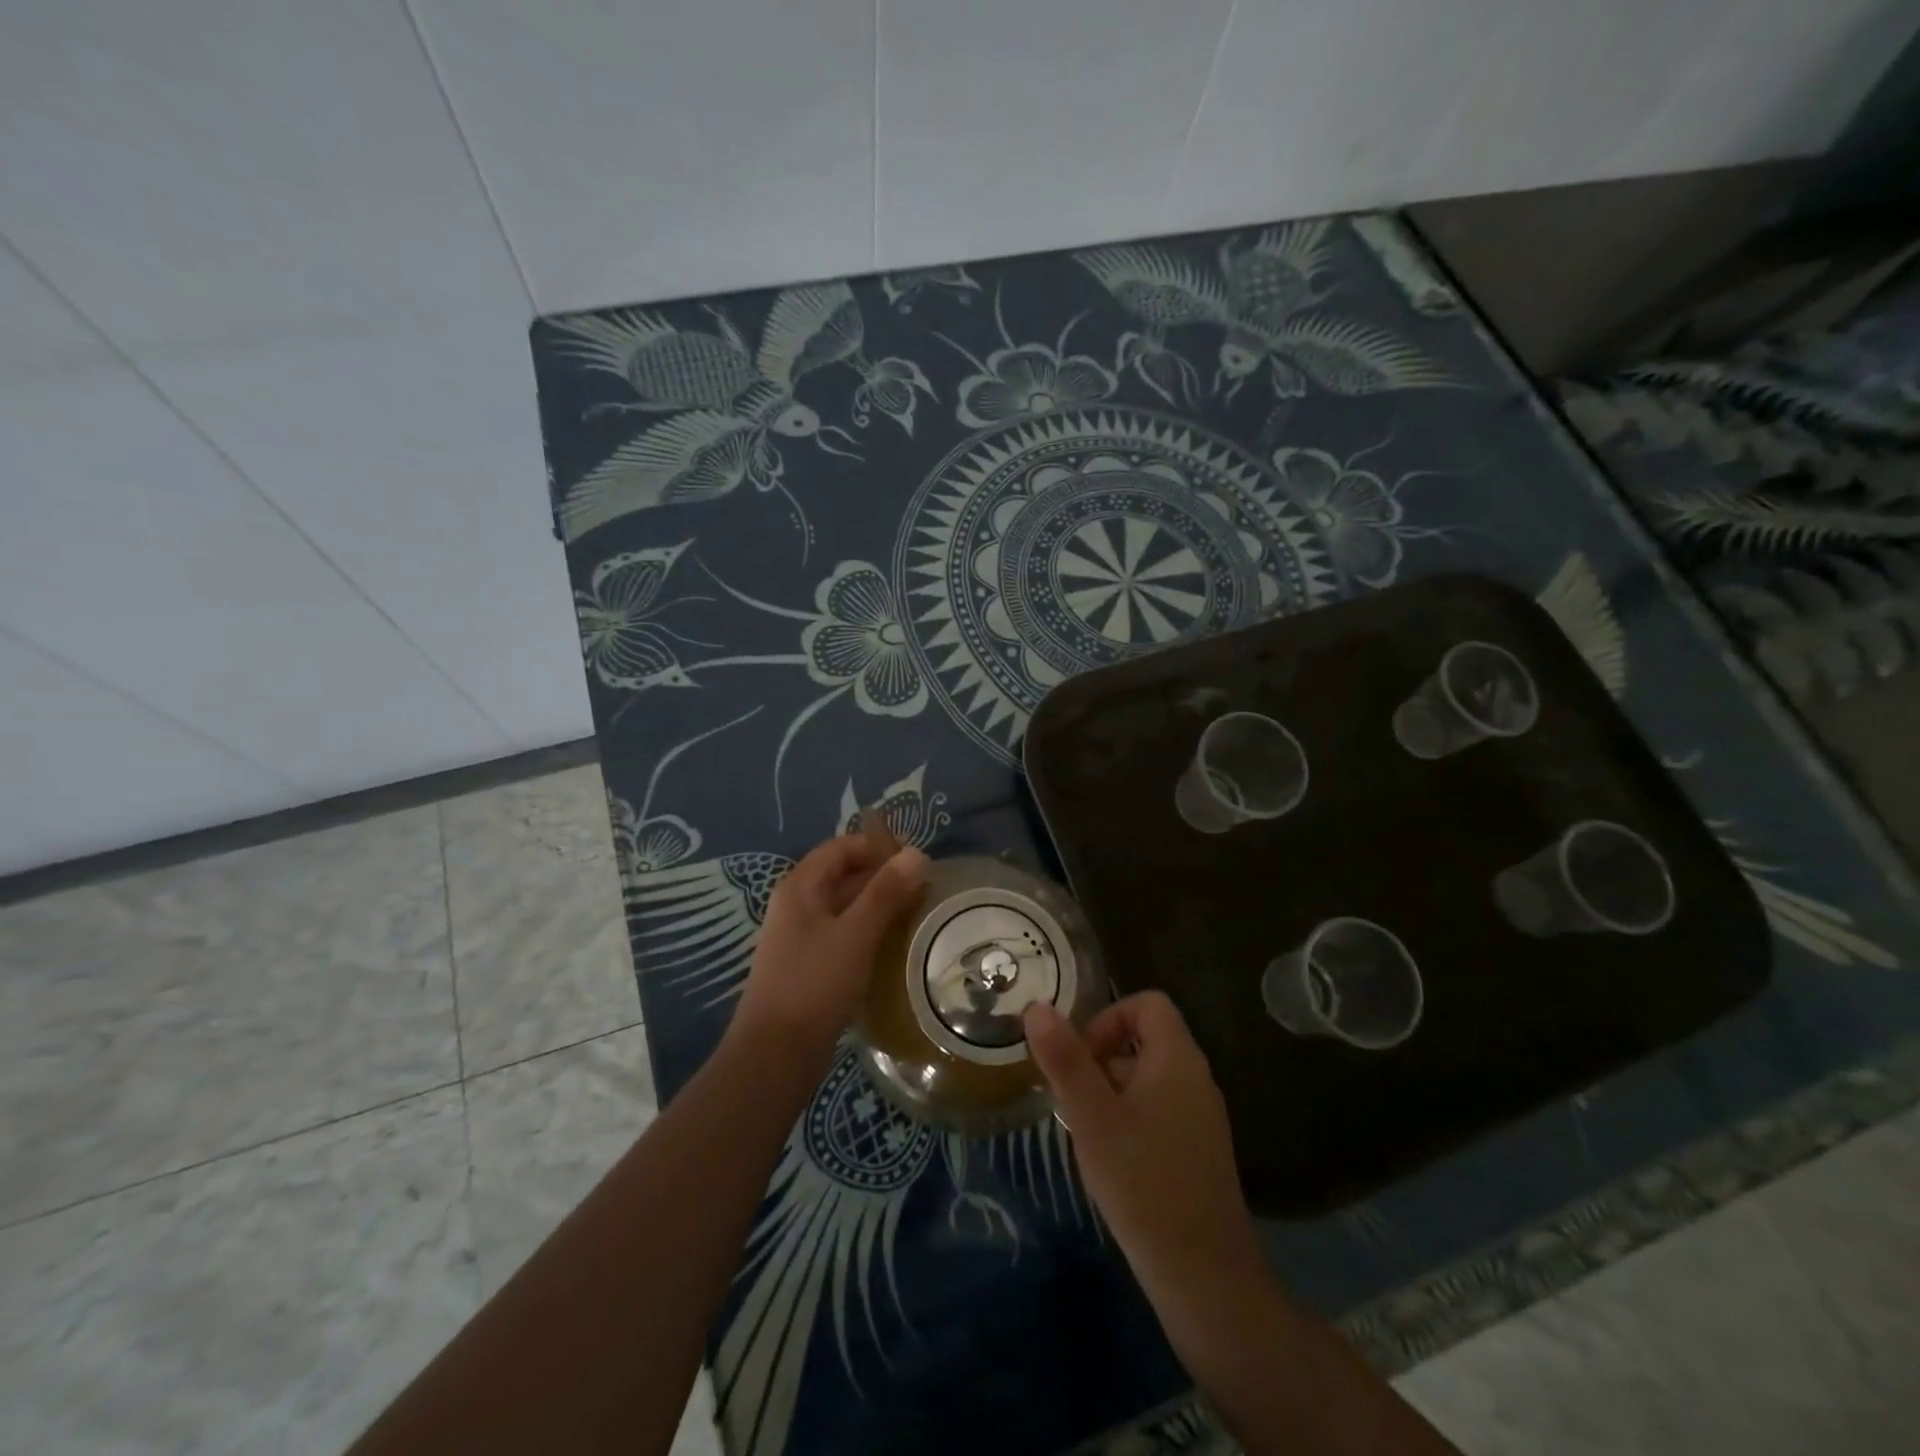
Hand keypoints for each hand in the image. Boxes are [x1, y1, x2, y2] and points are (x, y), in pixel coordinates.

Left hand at [734, 834, 927, 1068]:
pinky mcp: (810, 965)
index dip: (877, 847)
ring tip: (918, 913)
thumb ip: (885, 892)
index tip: (916, 859)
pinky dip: (869, 931)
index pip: (841, 847)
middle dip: (883, 876)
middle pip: (843, 875)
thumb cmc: (814, 984)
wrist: (775, 1054)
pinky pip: (843, 934)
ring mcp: (802, 937)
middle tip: (925, 887)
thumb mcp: (855, 934)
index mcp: (801, 887)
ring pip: (846, 907)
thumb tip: (916, 854)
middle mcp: (797, 905)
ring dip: (878, 905)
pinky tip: (894, 944)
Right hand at [1023, 993, 1264, 1322]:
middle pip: (1144, 1041)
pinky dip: (1128, 1120)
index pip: (1146, 1004)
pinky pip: (1158, 1112)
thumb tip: (1037, 1006)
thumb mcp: (1091, 1117)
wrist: (1205, 1278)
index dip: (1108, 1017)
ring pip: (1147, 1080)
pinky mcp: (1198, 1152)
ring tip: (1084, 1134)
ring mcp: (1201, 1118)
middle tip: (1071, 1100)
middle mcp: (1196, 1079)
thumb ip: (1064, 1059)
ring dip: (1109, 1093)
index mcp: (1177, 1059)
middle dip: (1100, 1060)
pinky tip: (1109, 1162)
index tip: (1080, 1057)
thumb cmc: (1143, 1183)